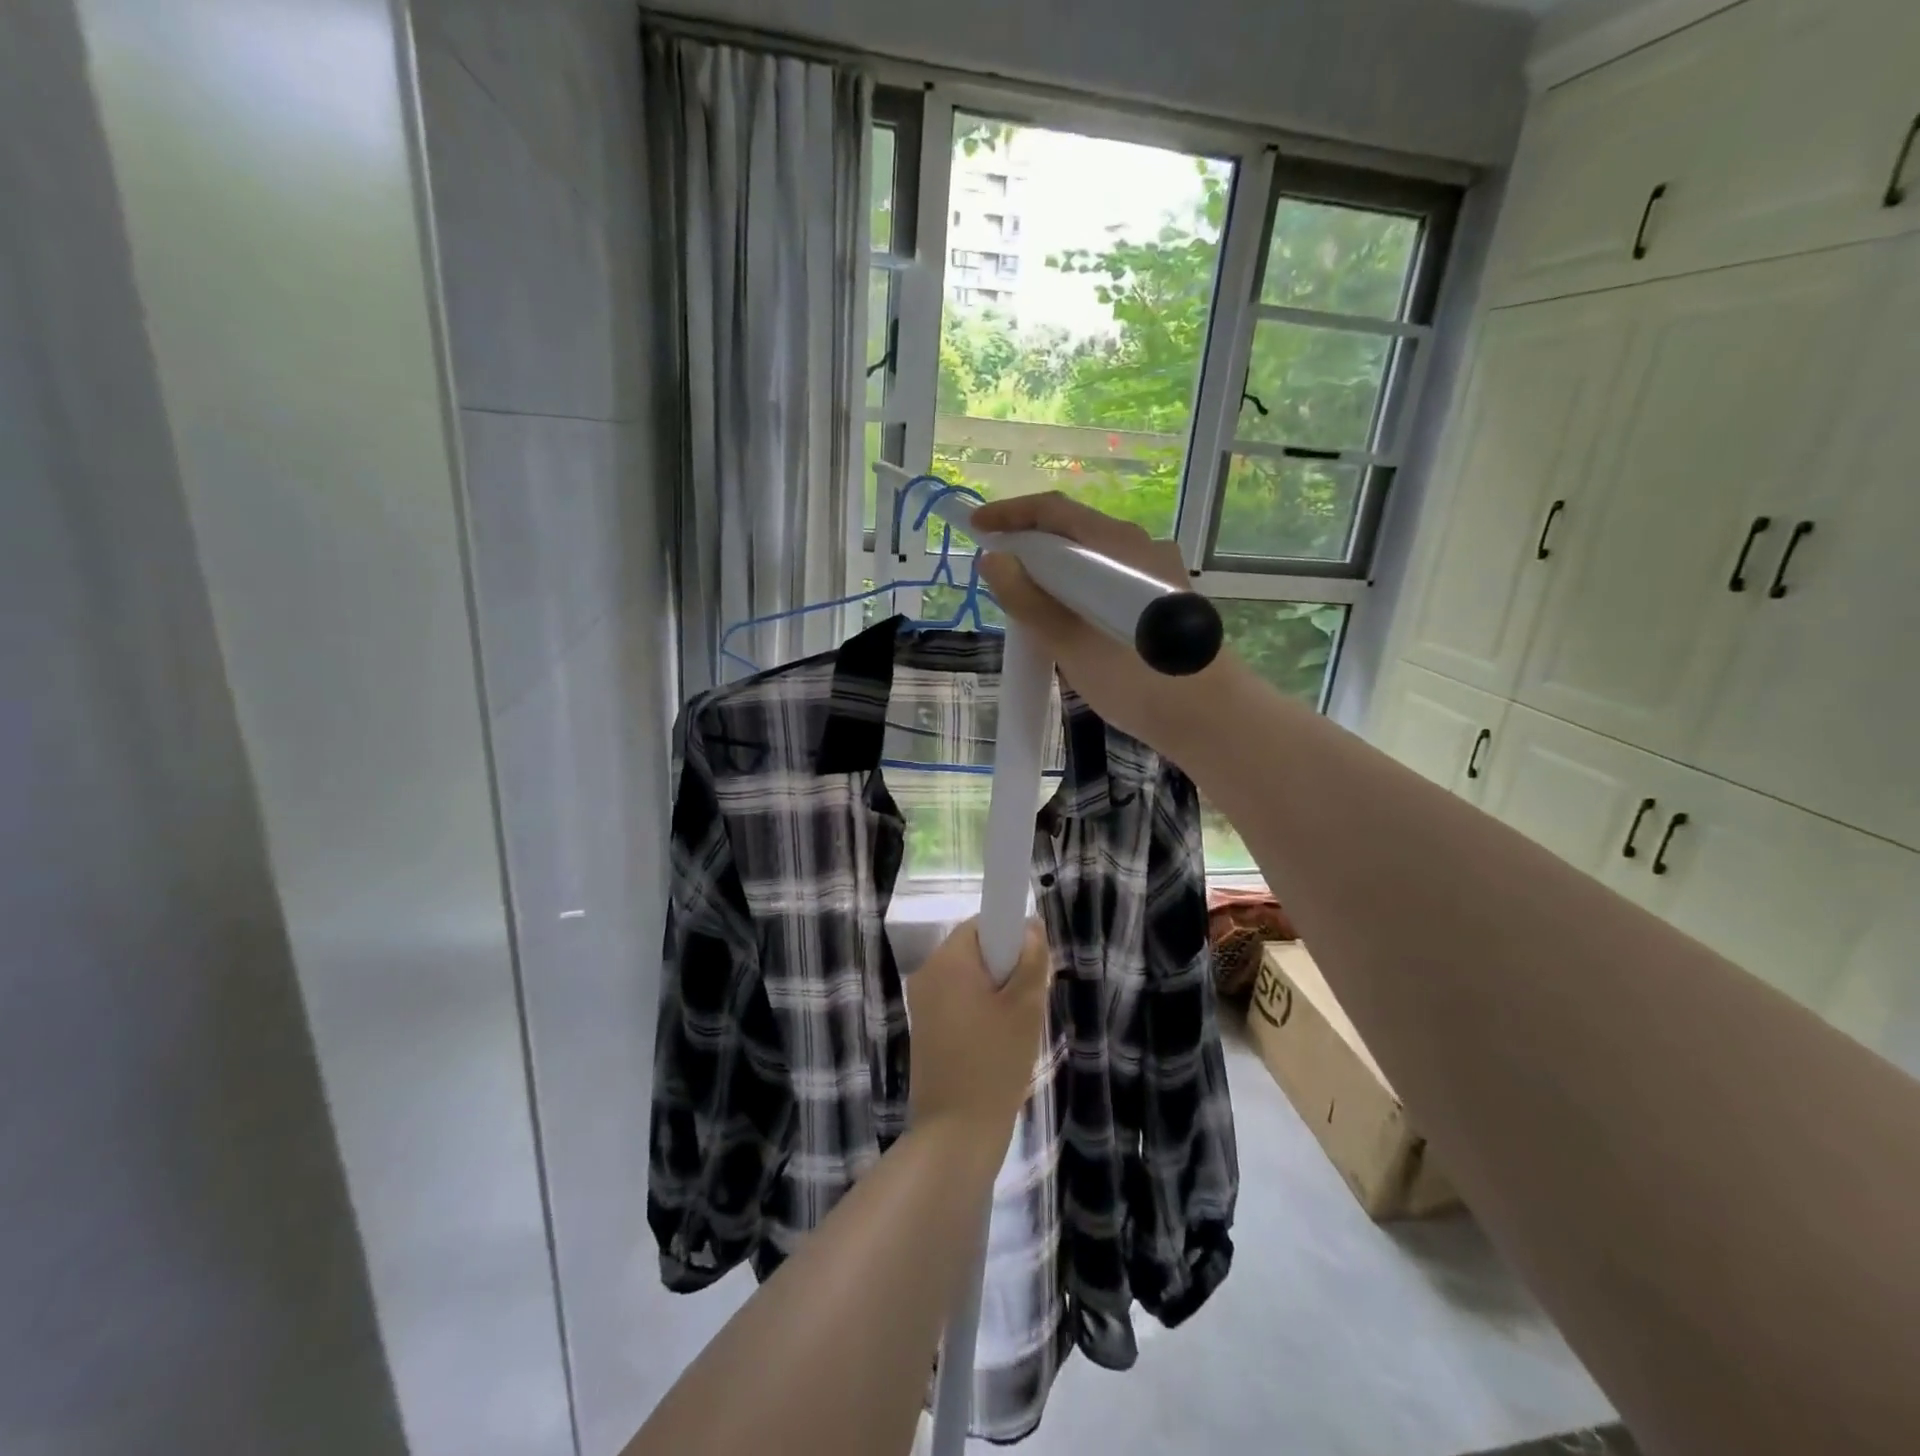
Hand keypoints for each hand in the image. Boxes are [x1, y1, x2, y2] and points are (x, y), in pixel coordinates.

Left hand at [905, 919, 1051, 1151]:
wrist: (956, 1133)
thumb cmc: (995, 1062)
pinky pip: (957, 1001)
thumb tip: (1030, 925)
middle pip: (974, 950)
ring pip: (968, 978)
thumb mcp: (1026, 1007)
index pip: (981, 924)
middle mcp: (927, 973)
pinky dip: (979, 1010)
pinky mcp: (924, 1028)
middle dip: (1005, 967)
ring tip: (1016, 1027)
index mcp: (947, 960)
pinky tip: (997, 1042)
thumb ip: (1031, 958)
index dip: (1010, 936)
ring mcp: (922, 1002)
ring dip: (995, 991)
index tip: (1031, 966)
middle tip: (1030, 1001)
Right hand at [973, 492, 1241, 752]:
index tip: (975, 529)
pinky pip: (1108, 579)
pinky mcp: (1162, 600)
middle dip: (1029, 544)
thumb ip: (1029, 600)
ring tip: (1024, 600)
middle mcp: (1140, 548)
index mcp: (1117, 547)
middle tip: (996, 571)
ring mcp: (1156, 573)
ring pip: (1092, 558)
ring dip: (1053, 570)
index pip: (1054, 511)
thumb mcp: (1070, 642)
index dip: (1010, 515)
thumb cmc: (1135, 679)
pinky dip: (1077, 588)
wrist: (1208, 718)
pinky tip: (1064, 619)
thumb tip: (994, 561)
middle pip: (1074, 531)